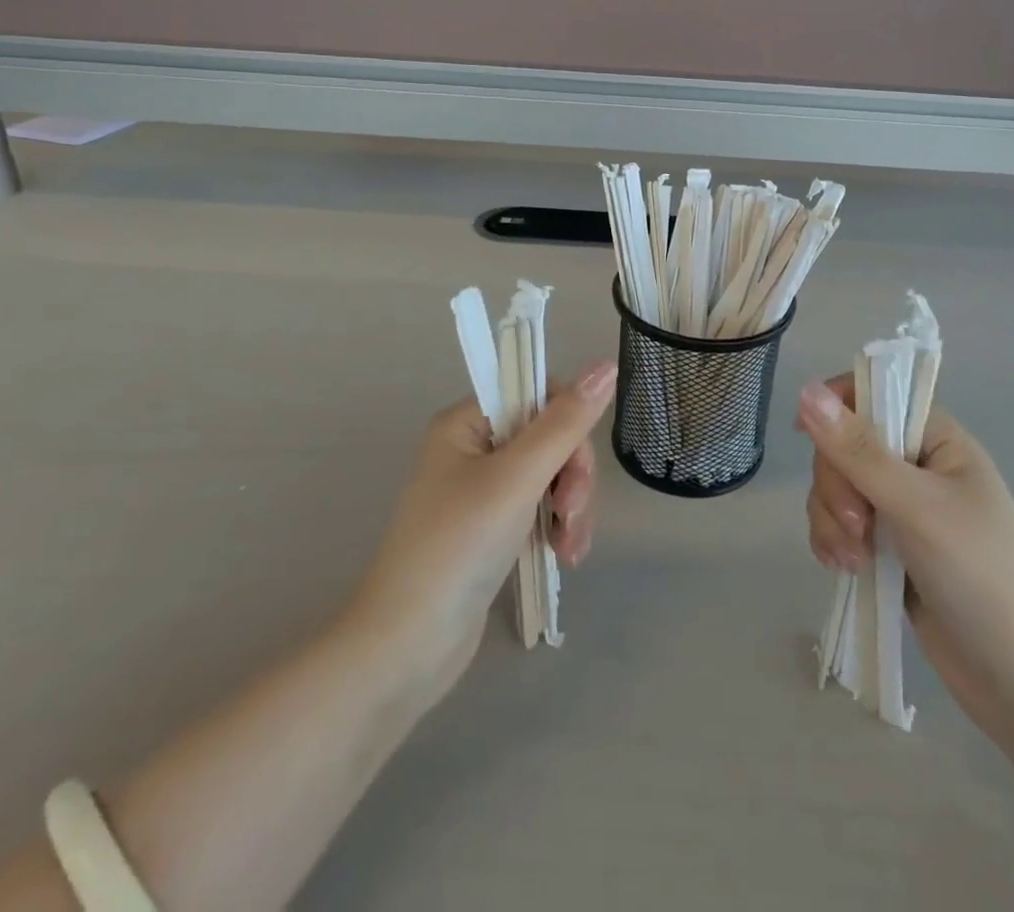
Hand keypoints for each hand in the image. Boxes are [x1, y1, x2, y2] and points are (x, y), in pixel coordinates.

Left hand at [346, 362, 616, 703]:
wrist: (407, 647)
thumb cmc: (459, 547)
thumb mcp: (517, 478)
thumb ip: (565, 423)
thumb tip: (607, 365)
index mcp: (466, 422)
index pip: (537, 394)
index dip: (568, 425)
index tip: (575, 470)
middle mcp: (472, 448)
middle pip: (549, 437)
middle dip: (572, 477)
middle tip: (572, 516)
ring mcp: (481, 490)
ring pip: (551, 475)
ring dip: (571, 507)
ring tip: (571, 549)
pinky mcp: (490, 528)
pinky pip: (539, 507)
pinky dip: (558, 527)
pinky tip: (566, 555)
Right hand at [798, 377, 1013, 735]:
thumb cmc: (982, 576)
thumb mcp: (917, 507)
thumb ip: (859, 451)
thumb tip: (806, 391)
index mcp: (936, 439)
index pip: (874, 396)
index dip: (836, 408)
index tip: (808, 435)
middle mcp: (916, 466)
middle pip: (844, 446)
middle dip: (837, 486)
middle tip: (859, 527)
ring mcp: (900, 509)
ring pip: (836, 488)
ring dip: (832, 519)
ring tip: (852, 560)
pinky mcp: (887, 548)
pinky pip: (839, 525)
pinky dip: (833, 542)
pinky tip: (845, 569)